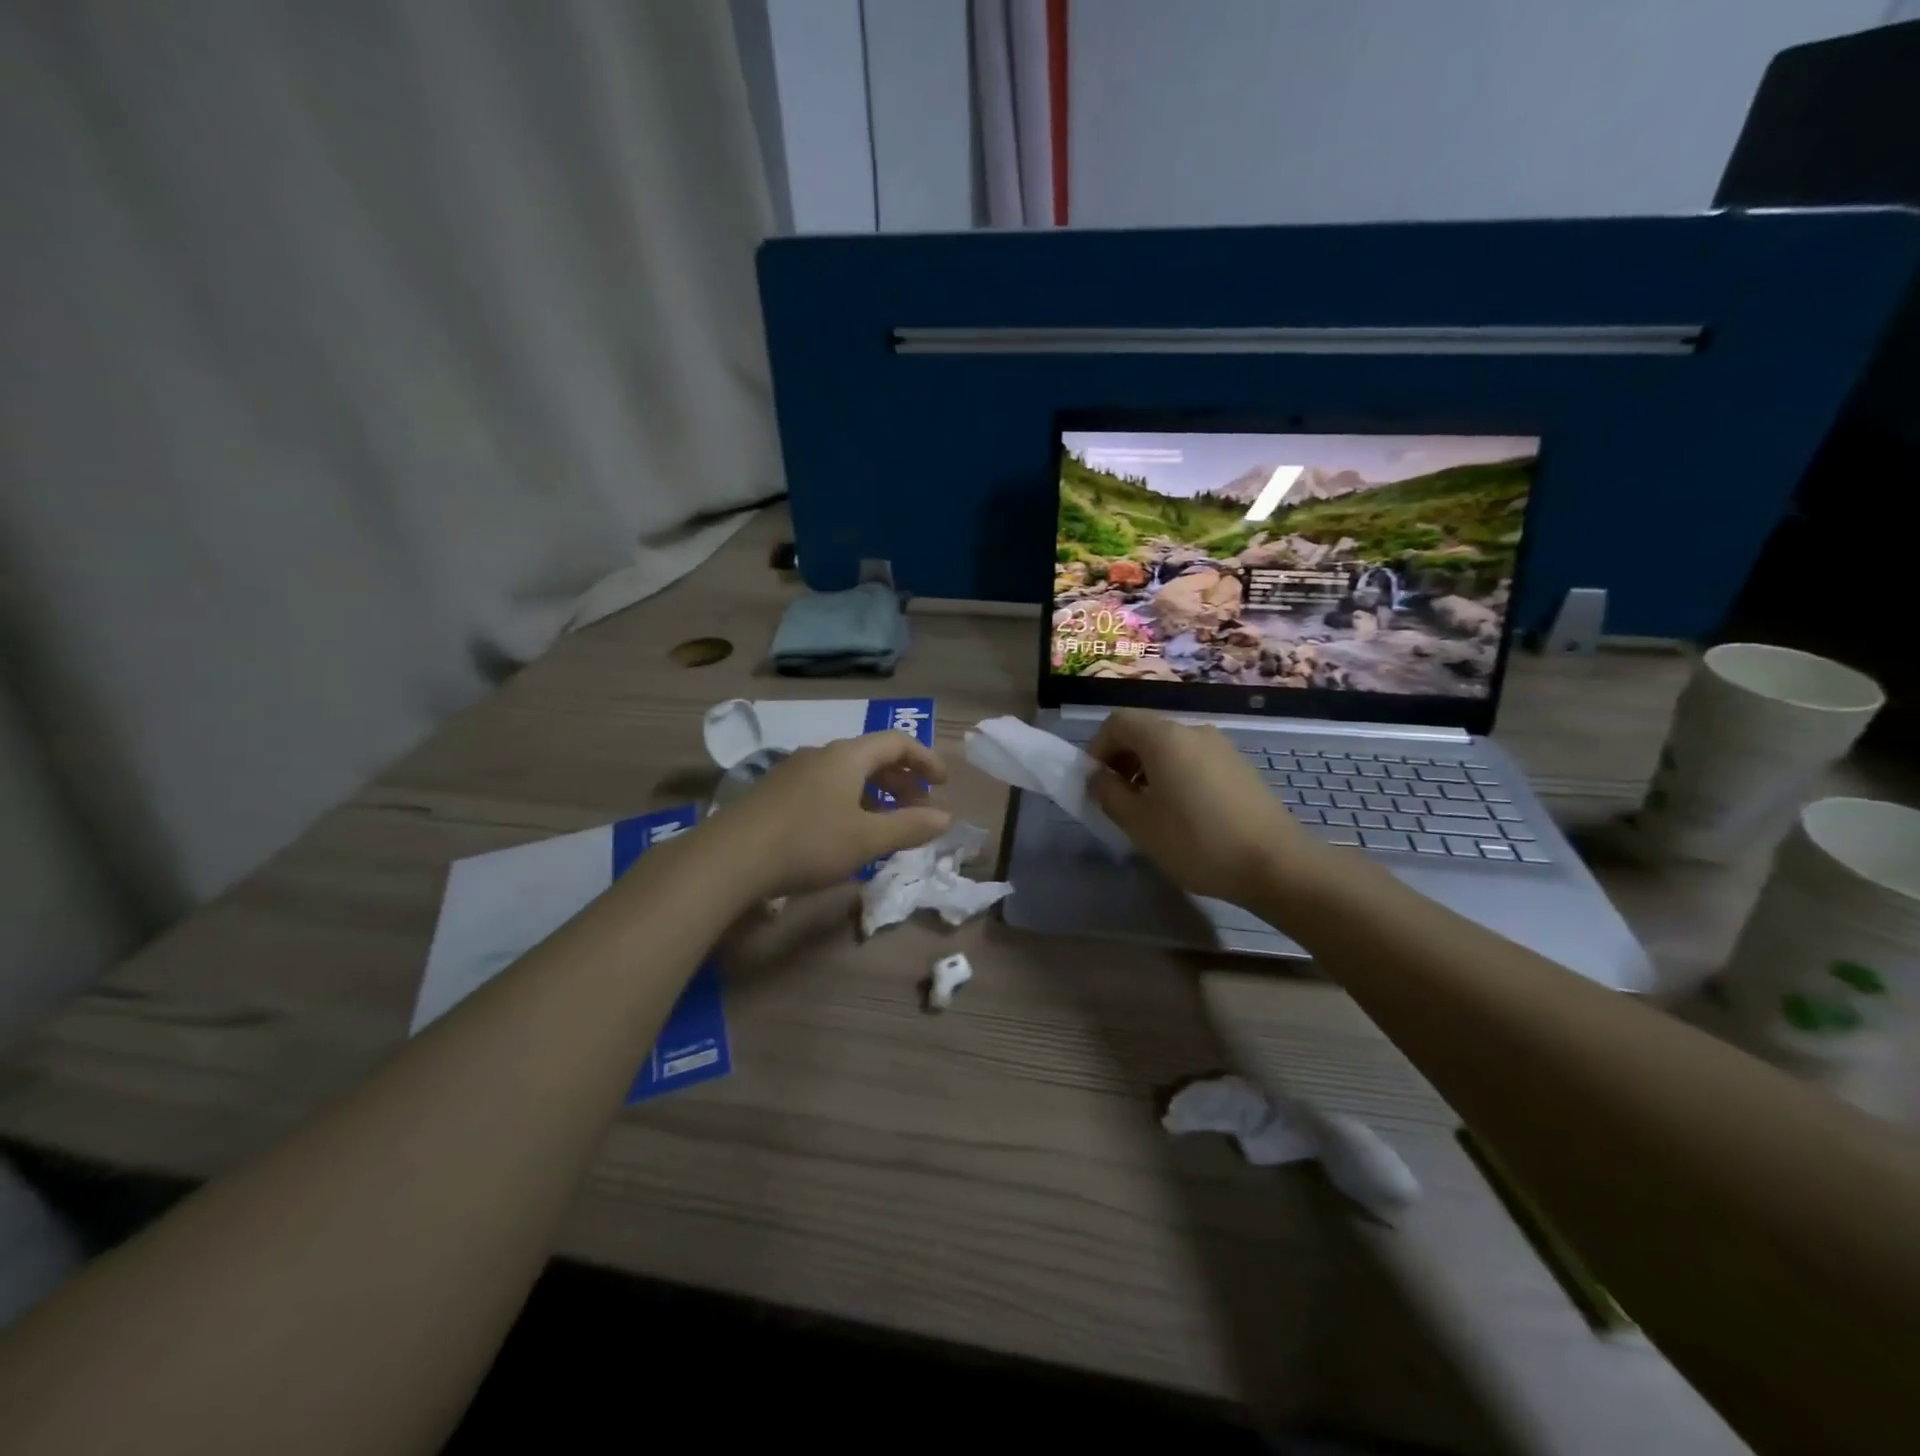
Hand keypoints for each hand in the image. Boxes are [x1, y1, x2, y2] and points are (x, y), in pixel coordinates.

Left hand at [700, 732, 951, 898]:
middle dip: (902, 780)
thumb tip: (945, 818)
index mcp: (848, 756)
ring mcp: (794, 771)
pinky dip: (849, 801)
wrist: (729, 858)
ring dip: (875, 794)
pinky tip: (845, 833)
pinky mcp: (775, 792)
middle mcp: (821, 754)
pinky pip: (825, 786)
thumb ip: (910, 826)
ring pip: (847, 774)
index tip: (943, 785)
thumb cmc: (809, 842)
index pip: (897, 742)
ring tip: (885, 824)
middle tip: (918, 808)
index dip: (926, 760)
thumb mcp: (867, 839)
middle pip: (872, 756)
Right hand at [1087, 709, 1325, 906]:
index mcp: (1164, 738)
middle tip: (1115, 797)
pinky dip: (1175, 774)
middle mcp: (1193, 731)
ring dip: (1147, 768)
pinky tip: (1181, 812)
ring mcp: (1220, 746)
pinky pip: (1194, 758)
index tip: (1094, 781)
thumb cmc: (1197, 842)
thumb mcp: (1140, 823)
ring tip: (1147, 809)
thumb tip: (1096, 777)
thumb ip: (1109, 794)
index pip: (1117, 722)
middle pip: (1144, 731)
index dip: (1097, 747)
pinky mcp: (1239, 765)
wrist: (1277, 863)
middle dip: (1121, 758)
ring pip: (1170, 746)